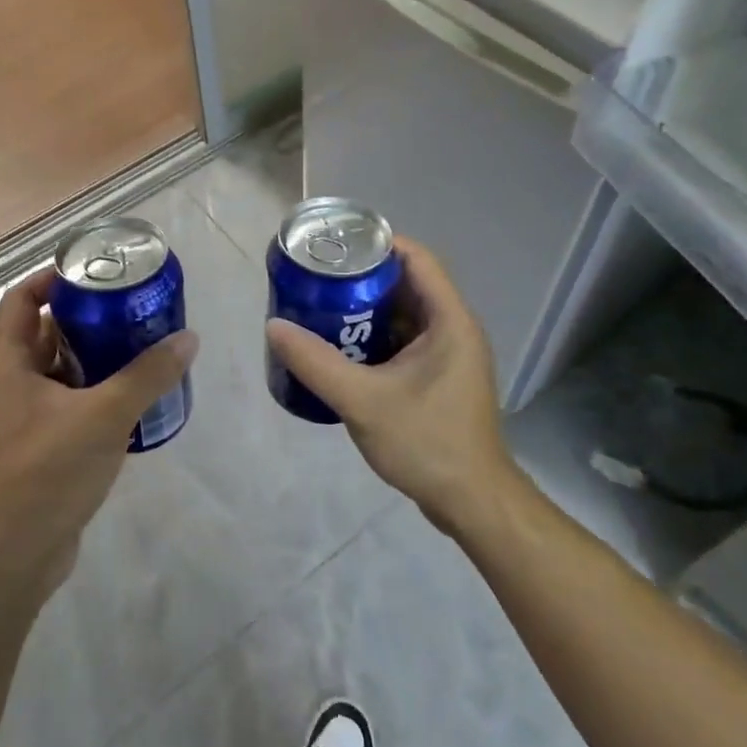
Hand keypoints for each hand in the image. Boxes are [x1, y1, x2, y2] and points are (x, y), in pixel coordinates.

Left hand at [0, 269, 198, 596]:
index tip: (92, 273)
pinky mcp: (38, 448)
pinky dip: (93, 393)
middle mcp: (9, 387)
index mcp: (7, 366)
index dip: (50, 279)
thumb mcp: (105, 414)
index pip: (20, 301)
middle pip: (43, 334)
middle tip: (128, 308)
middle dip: (84, 318)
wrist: (15, 556)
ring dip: (93, 357)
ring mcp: (21, 420)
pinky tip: (130, 397)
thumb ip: (148, 375)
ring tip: (138, 346)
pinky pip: (66, 404)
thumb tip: (188, 339)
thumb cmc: (48, 471)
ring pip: (57, 372)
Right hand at [266, 237, 513, 533]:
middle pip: (407, 283)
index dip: (377, 243)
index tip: (336, 244)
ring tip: (322, 306)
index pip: (416, 259)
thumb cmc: (427, 443)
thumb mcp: (364, 401)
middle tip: (318, 277)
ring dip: (367, 308)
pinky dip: (375, 335)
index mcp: (449, 321)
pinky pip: (405, 340)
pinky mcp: (440, 376)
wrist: (471, 503)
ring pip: (404, 313)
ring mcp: (449, 354)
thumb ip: (316, 363)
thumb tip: (274, 326)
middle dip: (363, 276)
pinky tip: (341, 347)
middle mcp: (454, 328)